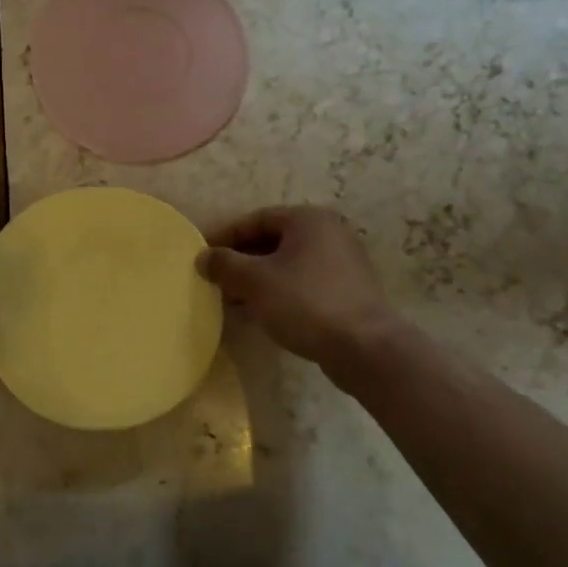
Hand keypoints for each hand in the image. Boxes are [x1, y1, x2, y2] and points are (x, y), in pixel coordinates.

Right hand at [198, 206, 396, 368]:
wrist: (365, 347)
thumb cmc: (305, 302)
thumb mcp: (254, 281)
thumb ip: (224, 264)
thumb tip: (203, 258)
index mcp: (308, 219)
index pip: (256, 219)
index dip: (225, 236)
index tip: (202, 256)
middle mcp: (329, 232)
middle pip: (272, 241)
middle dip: (241, 261)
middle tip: (215, 279)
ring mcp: (343, 262)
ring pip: (287, 264)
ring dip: (257, 279)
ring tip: (232, 300)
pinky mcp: (348, 291)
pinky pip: (303, 283)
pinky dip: (279, 292)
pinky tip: (261, 313)